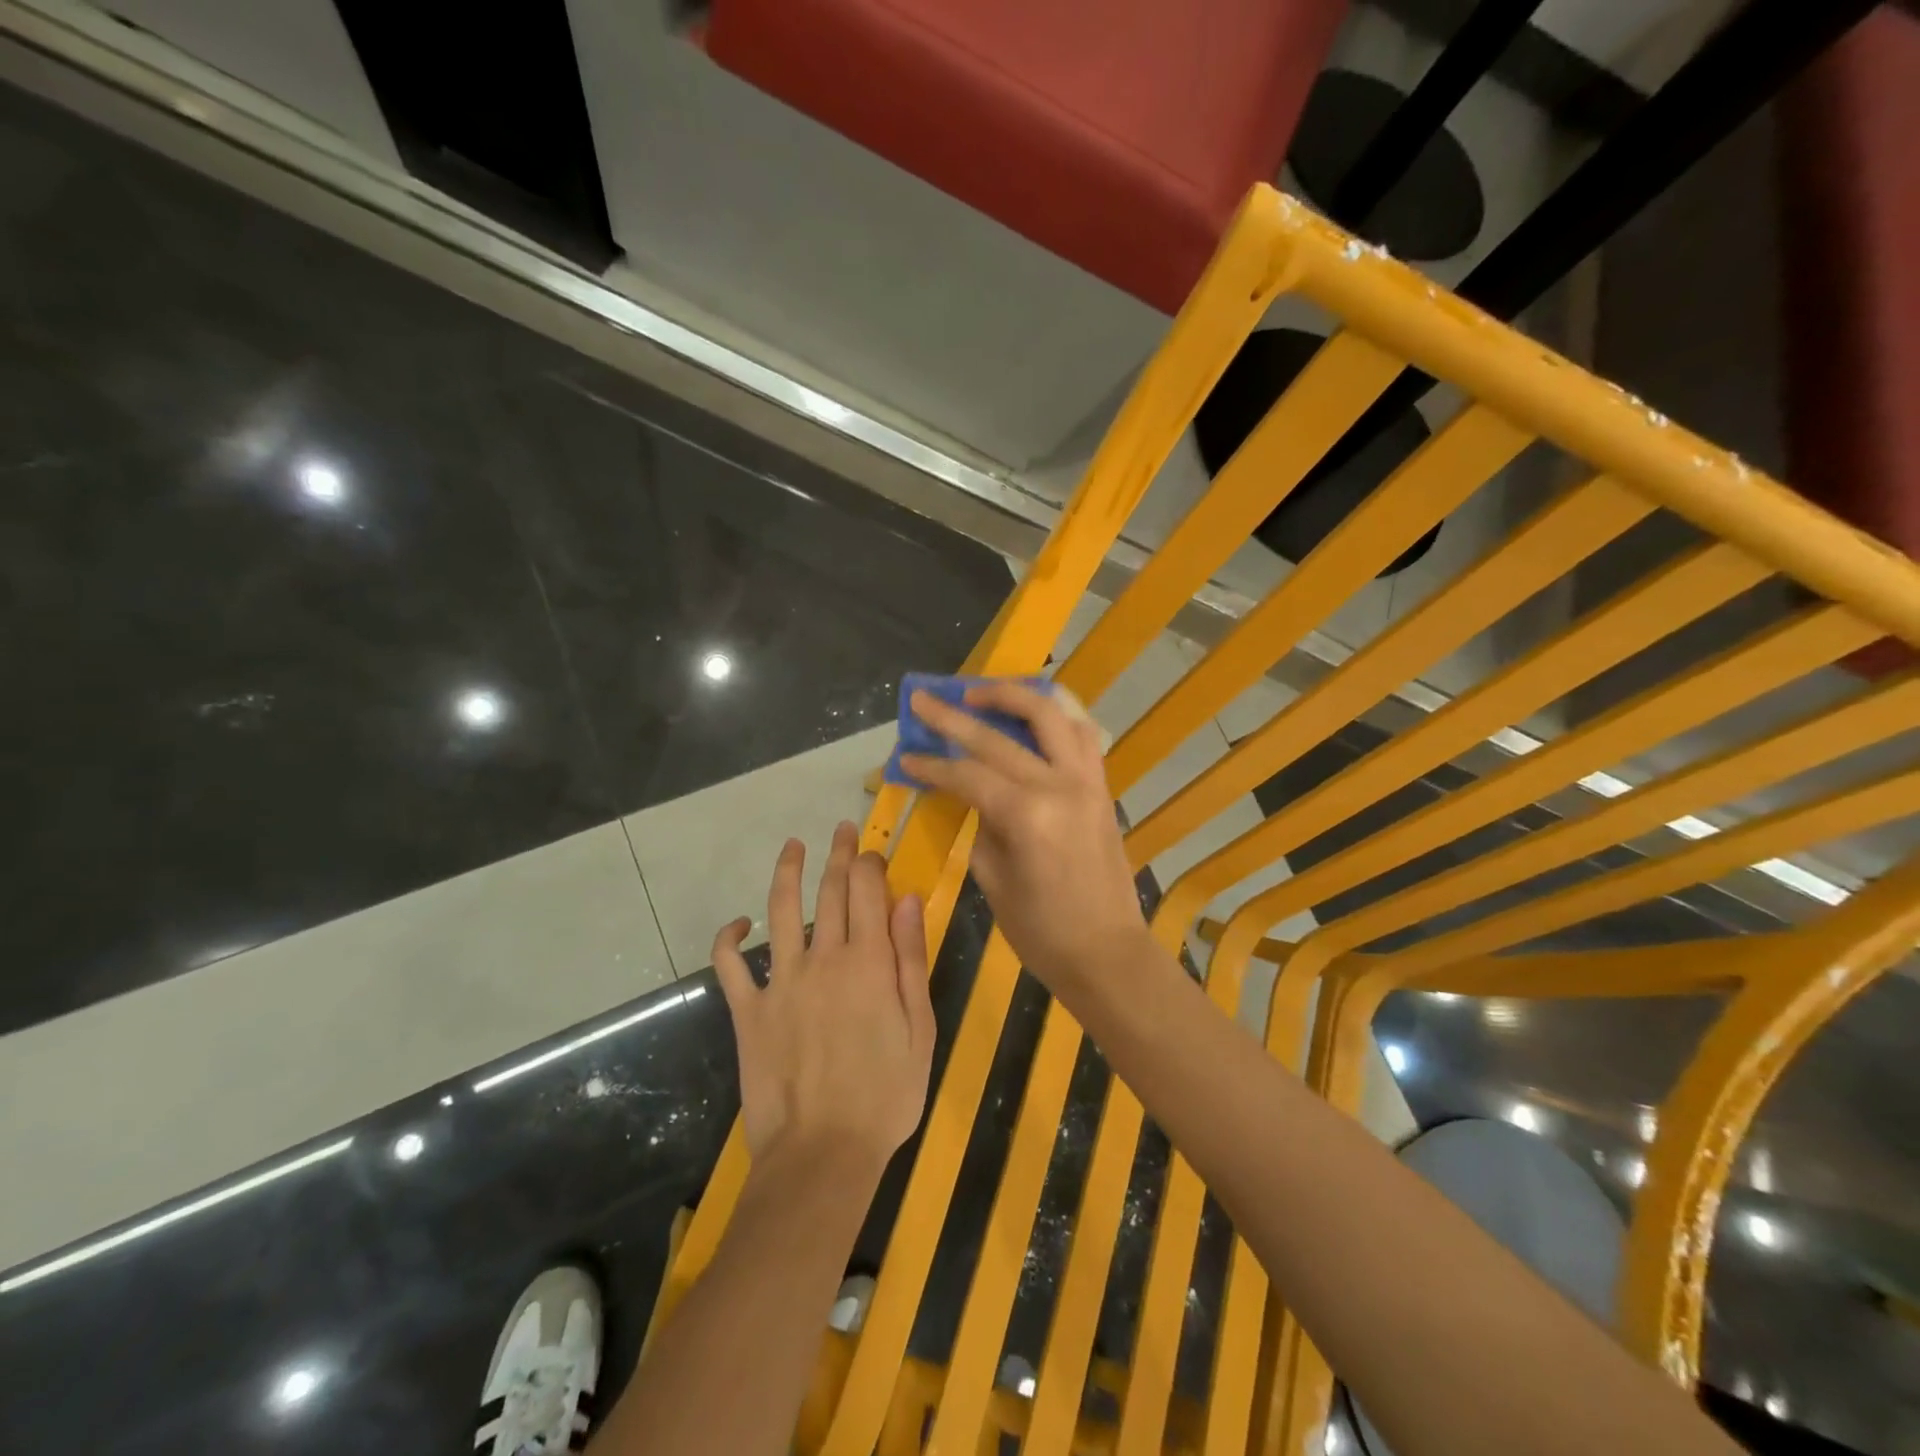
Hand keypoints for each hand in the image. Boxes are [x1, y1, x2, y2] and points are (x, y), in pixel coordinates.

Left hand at [712, 823, 935, 1176]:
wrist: (823, 1155)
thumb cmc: (886, 1096)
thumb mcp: (920, 1028)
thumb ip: (911, 959)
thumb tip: (908, 899)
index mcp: (868, 962)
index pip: (867, 891)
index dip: (870, 863)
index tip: (873, 851)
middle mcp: (823, 958)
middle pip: (828, 890)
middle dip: (837, 854)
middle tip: (840, 830)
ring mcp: (780, 982)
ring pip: (779, 910)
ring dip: (786, 872)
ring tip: (792, 846)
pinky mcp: (748, 1011)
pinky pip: (730, 965)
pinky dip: (729, 938)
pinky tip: (738, 923)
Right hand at [900, 682, 1145, 990]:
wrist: (1108, 954)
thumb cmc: (1042, 931)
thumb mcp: (994, 882)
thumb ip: (981, 827)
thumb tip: (972, 796)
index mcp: (1026, 815)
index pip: (967, 774)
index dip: (931, 766)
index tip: (904, 757)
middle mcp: (1059, 785)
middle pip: (998, 737)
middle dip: (953, 716)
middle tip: (924, 699)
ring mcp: (1087, 781)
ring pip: (1051, 715)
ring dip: (1012, 696)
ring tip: (979, 693)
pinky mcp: (1102, 788)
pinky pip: (1082, 736)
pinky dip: (1056, 718)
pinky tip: (1033, 716)